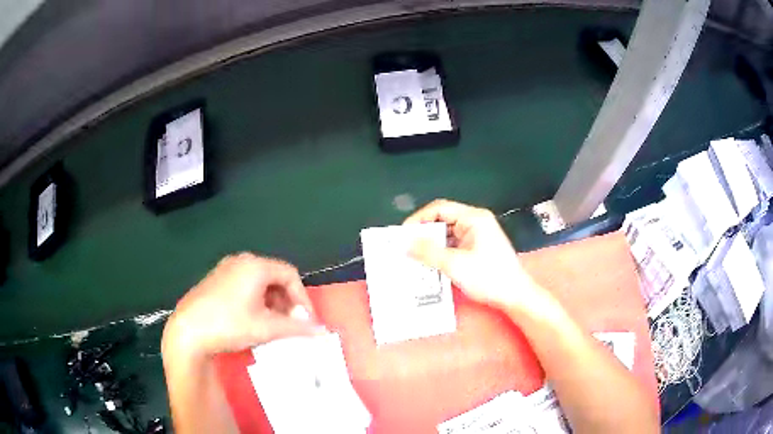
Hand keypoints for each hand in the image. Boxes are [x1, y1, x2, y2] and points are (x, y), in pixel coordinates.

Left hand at [163, 253, 321, 359]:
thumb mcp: (265, 328)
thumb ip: (296, 327)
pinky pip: (245, 284)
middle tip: (291, 323)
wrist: (188, 331)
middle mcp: (241, 261)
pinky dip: (257, 299)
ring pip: (259, 281)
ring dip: (272, 301)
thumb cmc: (229, 325)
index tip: (306, 320)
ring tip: (273, 323)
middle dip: (287, 300)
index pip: (290, 274)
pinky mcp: (216, 279)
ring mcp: (225, 269)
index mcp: (255, 266)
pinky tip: (253, 318)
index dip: (302, 297)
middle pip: (275, 276)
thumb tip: (321, 331)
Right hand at [405, 199, 547, 313]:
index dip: (418, 219)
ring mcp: (477, 235)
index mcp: (473, 218)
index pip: (439, 208)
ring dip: (431, 245)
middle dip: (423, 234)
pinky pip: (453, 245)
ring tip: (413, 257)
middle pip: (442, 220)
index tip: (403, 235)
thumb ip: (428, 252)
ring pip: (447, 234)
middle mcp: (475, 222)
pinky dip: (441, 252)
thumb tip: (404, 244)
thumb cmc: (489, 277)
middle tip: (405, 248)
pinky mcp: (477, 248)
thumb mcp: (455, 265)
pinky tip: (430, 264)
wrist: (515, 296)